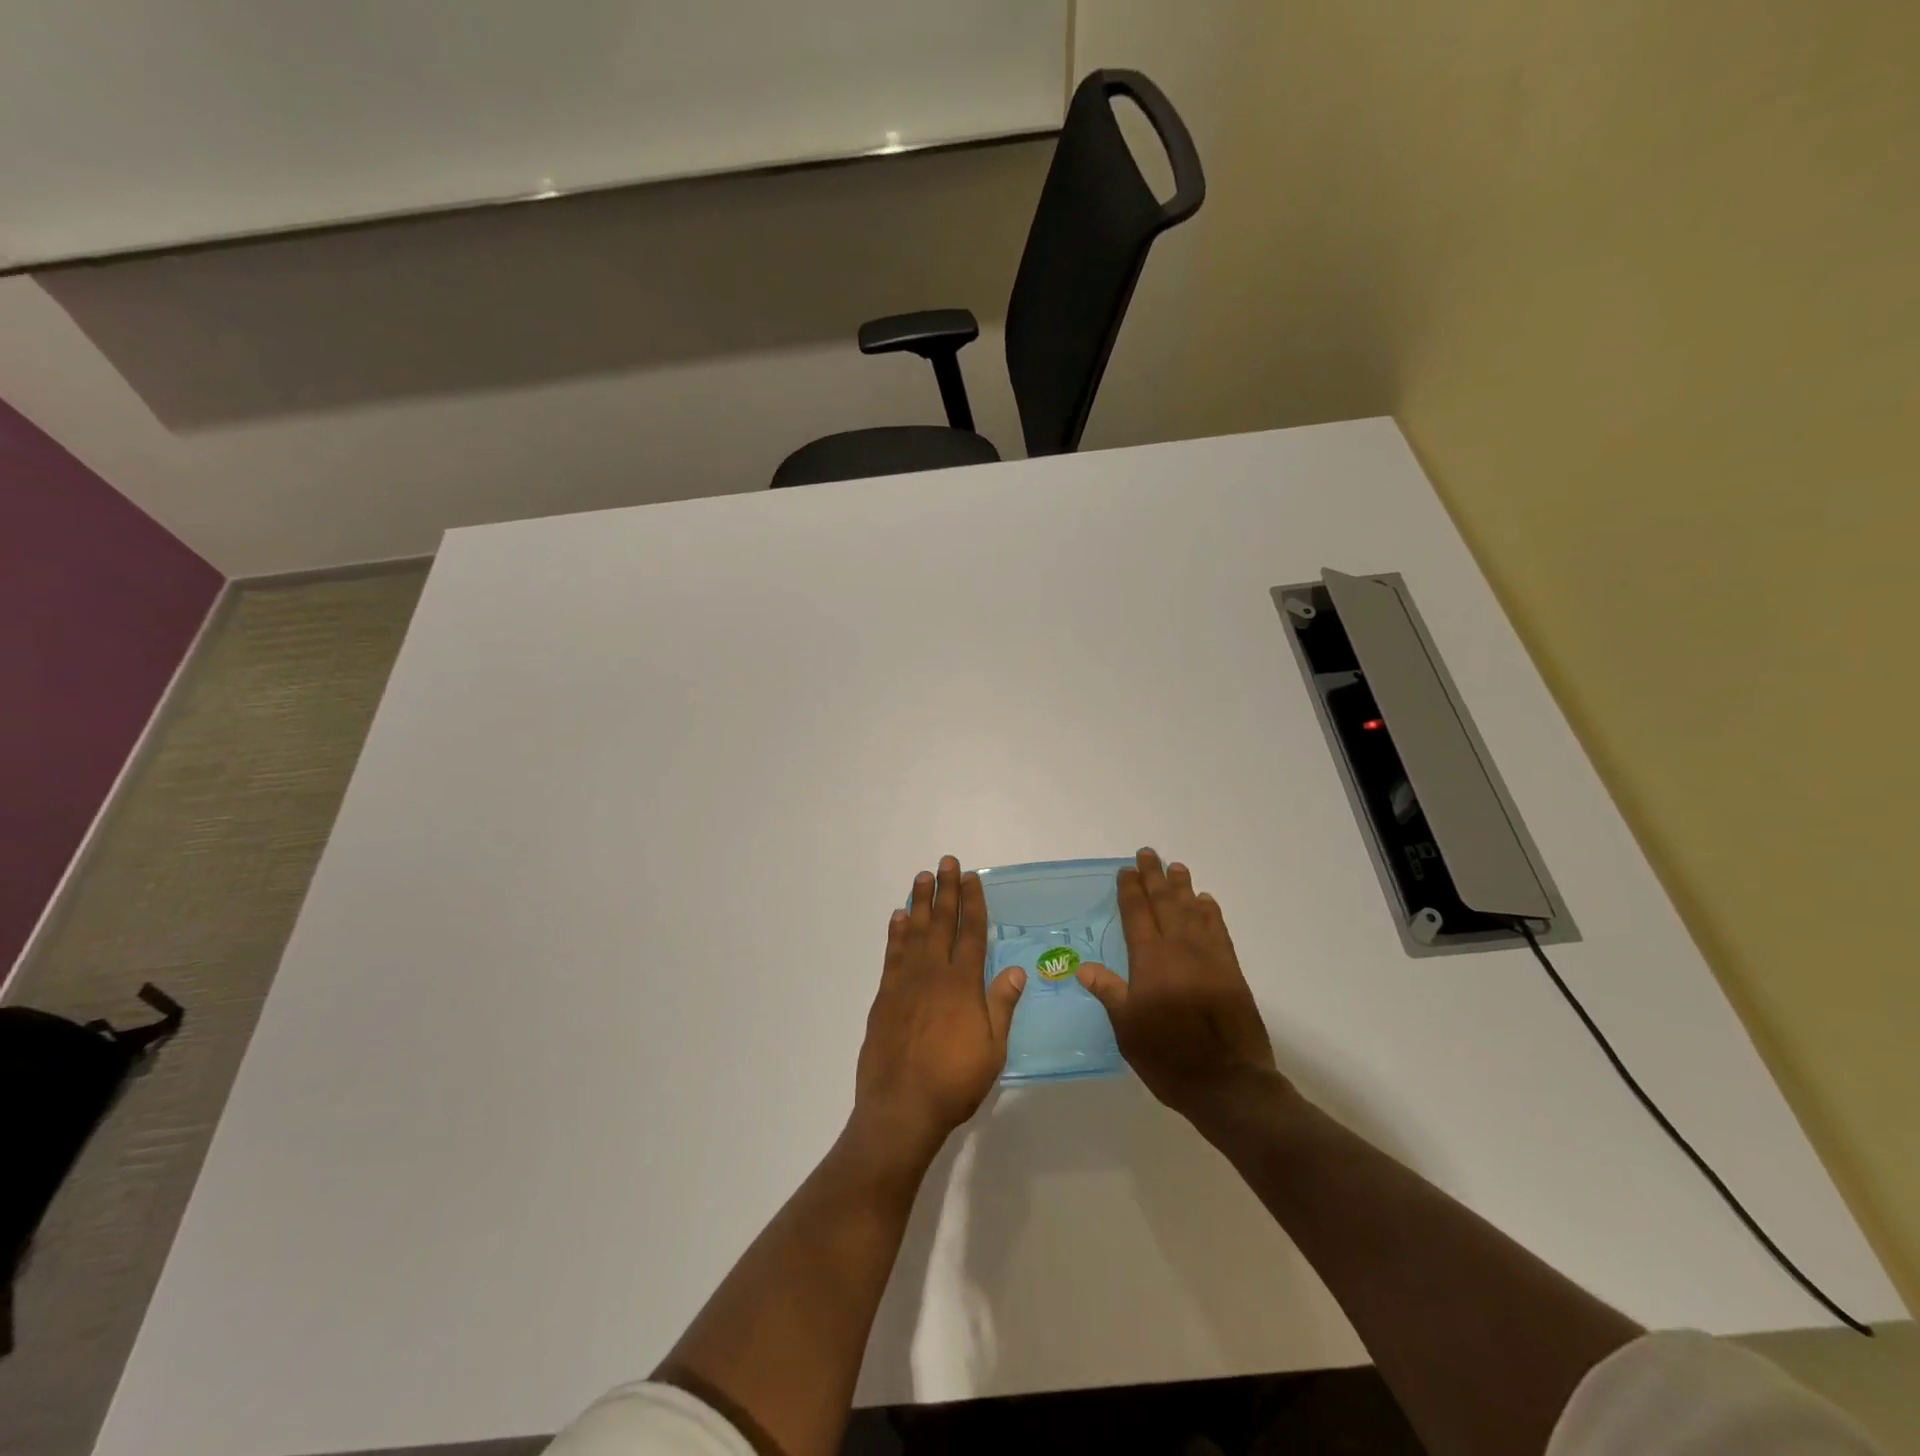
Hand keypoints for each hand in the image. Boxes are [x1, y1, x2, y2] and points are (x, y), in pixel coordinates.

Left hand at [854, 856, 1025, 1162]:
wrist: (900, 1107)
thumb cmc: (954, 1082)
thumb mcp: (992, 1050)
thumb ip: (1001, 1005)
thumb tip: (1015, 969)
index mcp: (963, 985)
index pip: (971, 933)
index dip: (972, 903)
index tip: (971, 877)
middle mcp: (933, 974)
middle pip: (941, 923)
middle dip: (945, 890)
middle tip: (945, 861)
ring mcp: (905, 983)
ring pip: (914, 932)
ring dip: (919, 902)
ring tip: (922, 877)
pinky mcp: (884, 996)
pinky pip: (892, 954)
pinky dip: (895, 933)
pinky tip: (898, 917)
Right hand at [1076, 849, 1281, 1120]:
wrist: (1229, 1082)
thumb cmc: (1168, 1057)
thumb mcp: (1128, 1029)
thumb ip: (1109, 992)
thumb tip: (1082, 966)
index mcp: (1150, 961)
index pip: (1136, 915)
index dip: (1130, 890)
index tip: (1125, 870)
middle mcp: (1179, 949)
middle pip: (1164, 903)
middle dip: (1154, 878)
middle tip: (1148, 854)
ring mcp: (1209, 957)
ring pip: (1193, 911)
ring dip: (1183, 887)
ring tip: (1176, 867)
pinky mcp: (1231, 971)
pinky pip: (1219, 931)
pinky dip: (1211, 913)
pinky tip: (1206, 903)